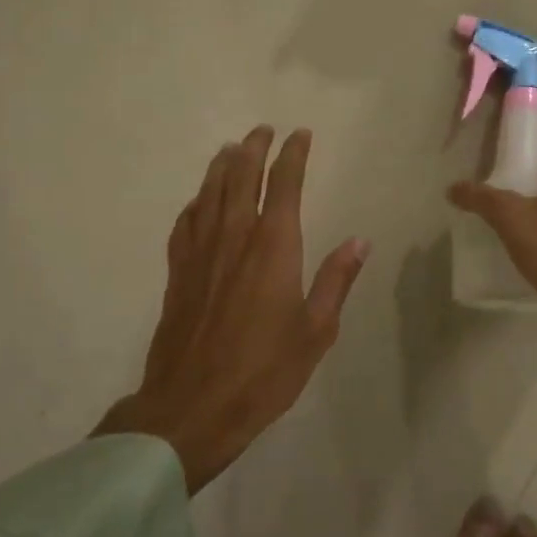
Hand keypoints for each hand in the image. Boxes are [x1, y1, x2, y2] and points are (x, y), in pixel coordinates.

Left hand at [97, 126, 369, 490]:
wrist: (192, 406)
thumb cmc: (264, 372)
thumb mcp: (316, 331)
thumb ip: (336, 281)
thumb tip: (359, 241)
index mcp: (274, 248)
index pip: (283, 185)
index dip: (292, 155)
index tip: (300, 135)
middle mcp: (234, 239)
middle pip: (240, 178)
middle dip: (253, 149)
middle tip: (262, 130)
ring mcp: (201, 254)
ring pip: (209, 194)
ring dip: (221, 167)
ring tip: (229, 149)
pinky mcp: (178, 274)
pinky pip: (185, 224)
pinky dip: (194, 203)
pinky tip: (197, 201)